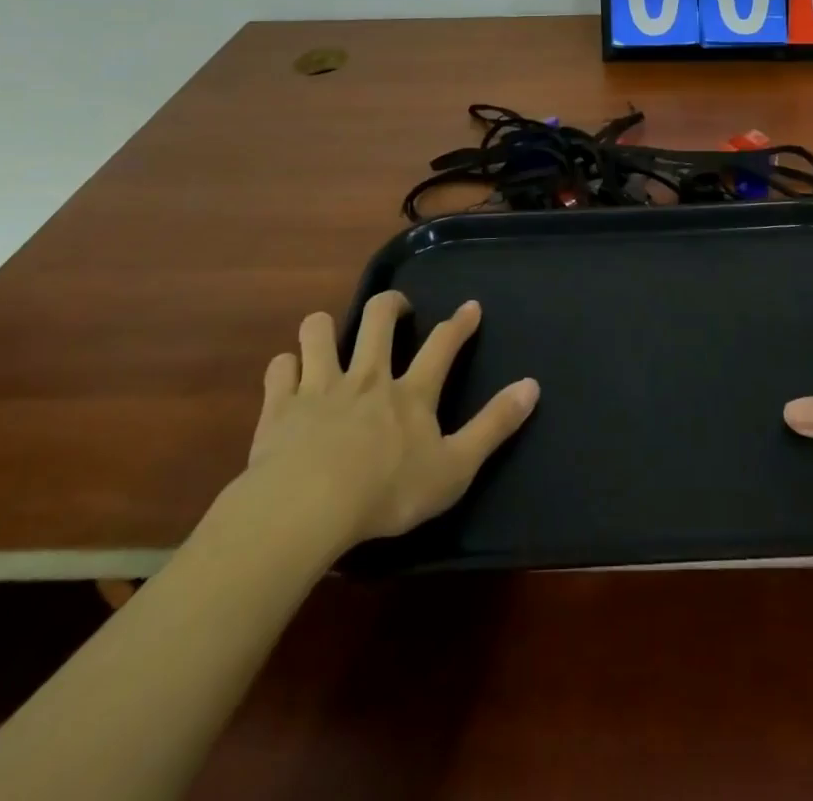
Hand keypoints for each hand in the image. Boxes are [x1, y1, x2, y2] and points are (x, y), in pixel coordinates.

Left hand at [240, 291, 539, 551]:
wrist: (306, 509)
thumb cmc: (387, 492)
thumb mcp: (455, 467)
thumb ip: (494, 426)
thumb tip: (532, 385)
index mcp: (410, 393)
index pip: (442, 345)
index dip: (460, 323)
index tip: (471, 307)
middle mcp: (367, 377)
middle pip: (378, 318)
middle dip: (390, 304)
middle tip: (397, 310)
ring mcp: (320, 387)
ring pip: (320, 330)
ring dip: (327, 327)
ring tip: (332, 337)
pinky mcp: (280, 406)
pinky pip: (280, 368)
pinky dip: (287, 368)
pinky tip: (290, 378)